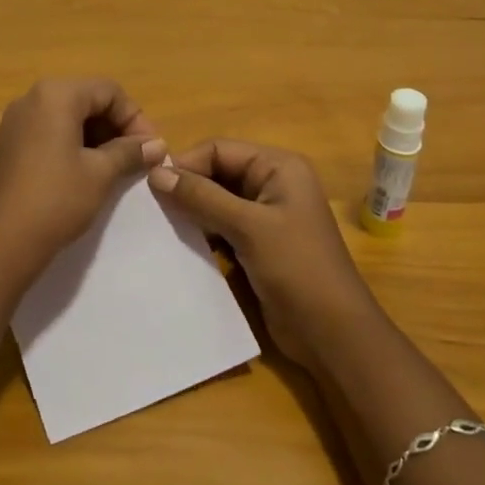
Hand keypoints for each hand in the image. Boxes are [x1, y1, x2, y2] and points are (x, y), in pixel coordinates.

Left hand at [0, 79, 165, 289]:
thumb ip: (129, 152)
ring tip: (110, 169)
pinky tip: (76, 176)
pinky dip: (66, 146)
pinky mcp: (1, 148)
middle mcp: (29, 99)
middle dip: (114, 126)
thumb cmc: (56, 200)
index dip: (135, 118)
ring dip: (92, 137)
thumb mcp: (100, 174)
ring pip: (62, 118)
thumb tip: (156, 145)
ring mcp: (10, 123)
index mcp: (55, 95)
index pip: (108, 91)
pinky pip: (42, 134)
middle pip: (84, 99)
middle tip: (134, 159)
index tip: (151, 150)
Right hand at [148, 141, 377, 367]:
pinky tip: (178, 244)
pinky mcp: (256, 244)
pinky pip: (220, 227)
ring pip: (215, 201)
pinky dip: (201, 233)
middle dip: (186, 188)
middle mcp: (271, 184)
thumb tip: (155, 173)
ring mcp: (264, 216)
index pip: (219, 150)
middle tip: (151, 207)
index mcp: (278, 167)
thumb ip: (201, 197)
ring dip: (191, 212)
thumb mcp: (248, 227)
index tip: (151, 185)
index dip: (186, 163)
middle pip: (216, 173)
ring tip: (160, 226)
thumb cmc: (297, 269)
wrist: (332, 335)